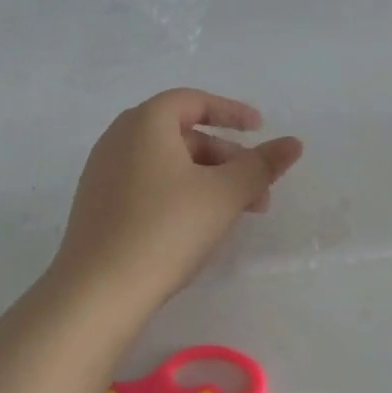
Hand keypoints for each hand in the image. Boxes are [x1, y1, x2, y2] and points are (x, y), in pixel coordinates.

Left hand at [52, 90, 302, 307]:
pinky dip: (179, 194)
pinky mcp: (98, 205)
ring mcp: (103, 173)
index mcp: (144, 122)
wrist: (98, 291)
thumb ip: (261, 165)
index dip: (231, 111)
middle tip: (257, 188)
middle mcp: (118, 138)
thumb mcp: (224, 195)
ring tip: (237, 213)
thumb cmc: (166, 229)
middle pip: (181, 134)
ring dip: (207, 179)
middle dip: (226, 157)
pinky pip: (147, 185)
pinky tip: (198, 227)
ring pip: (167, 164)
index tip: (260, 128)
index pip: (193, 101)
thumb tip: (294, 143)